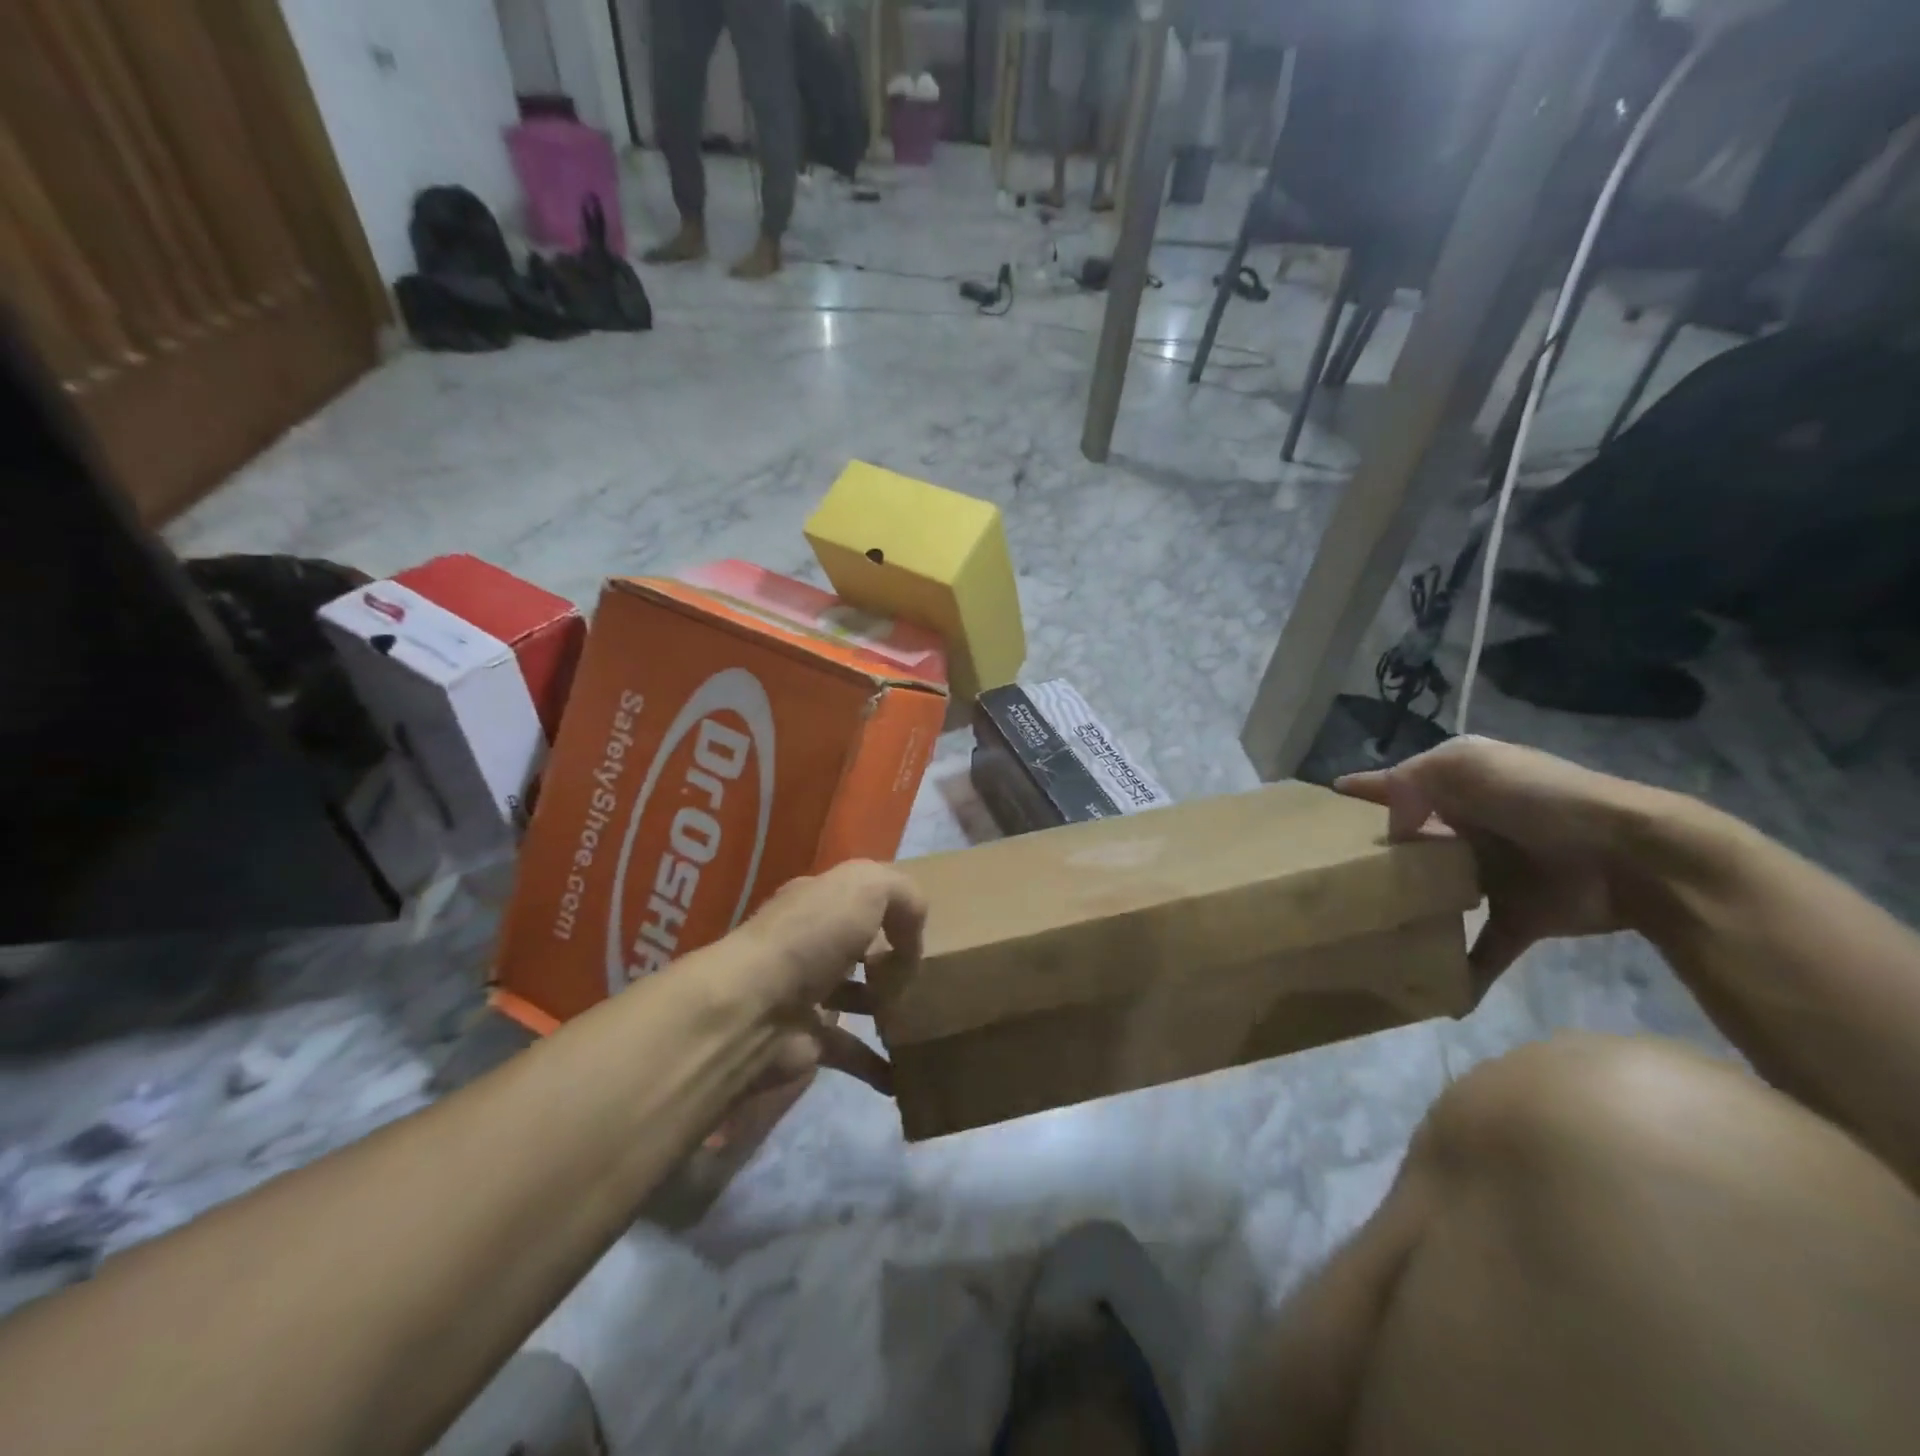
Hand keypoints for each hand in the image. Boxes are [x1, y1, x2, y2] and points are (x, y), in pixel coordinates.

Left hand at [724, 860, 926, 1094]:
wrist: (754, 1008)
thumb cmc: (812, 936)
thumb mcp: (866, 886)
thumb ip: (902, 895)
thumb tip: (912, 938)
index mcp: (818, 900)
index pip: (859, 897)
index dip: (892, 911)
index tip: (920, 934)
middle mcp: (808, 943)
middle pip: (857, 947)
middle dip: (889, 960)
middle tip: (921, 977)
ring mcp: (804, 993)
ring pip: (855, 997)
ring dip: (885, 1009)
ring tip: (921, 1019)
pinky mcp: (805, 1040)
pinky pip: (850, 1052)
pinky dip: (876, 1065)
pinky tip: (904, 1074)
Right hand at [1336, 736, 1659, 984]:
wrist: (1634, 856)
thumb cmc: (1542, 799)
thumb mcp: (1466, 765)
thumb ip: (1412, 782)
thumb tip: (1394, 830)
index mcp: (1459, 784)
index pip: (1398, 784)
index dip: (1362, 792)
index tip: (1323, 805)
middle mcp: (1471, 826)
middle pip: (1413, 843)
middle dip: (1379, 858)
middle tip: (1333, 878)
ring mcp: (1496, 873)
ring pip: (1439, 892)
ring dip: (1411, 909)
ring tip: (1368, 927)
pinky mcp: (1520, 916)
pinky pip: (1484, 947)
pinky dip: (1466, 970)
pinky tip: (1439, 993)